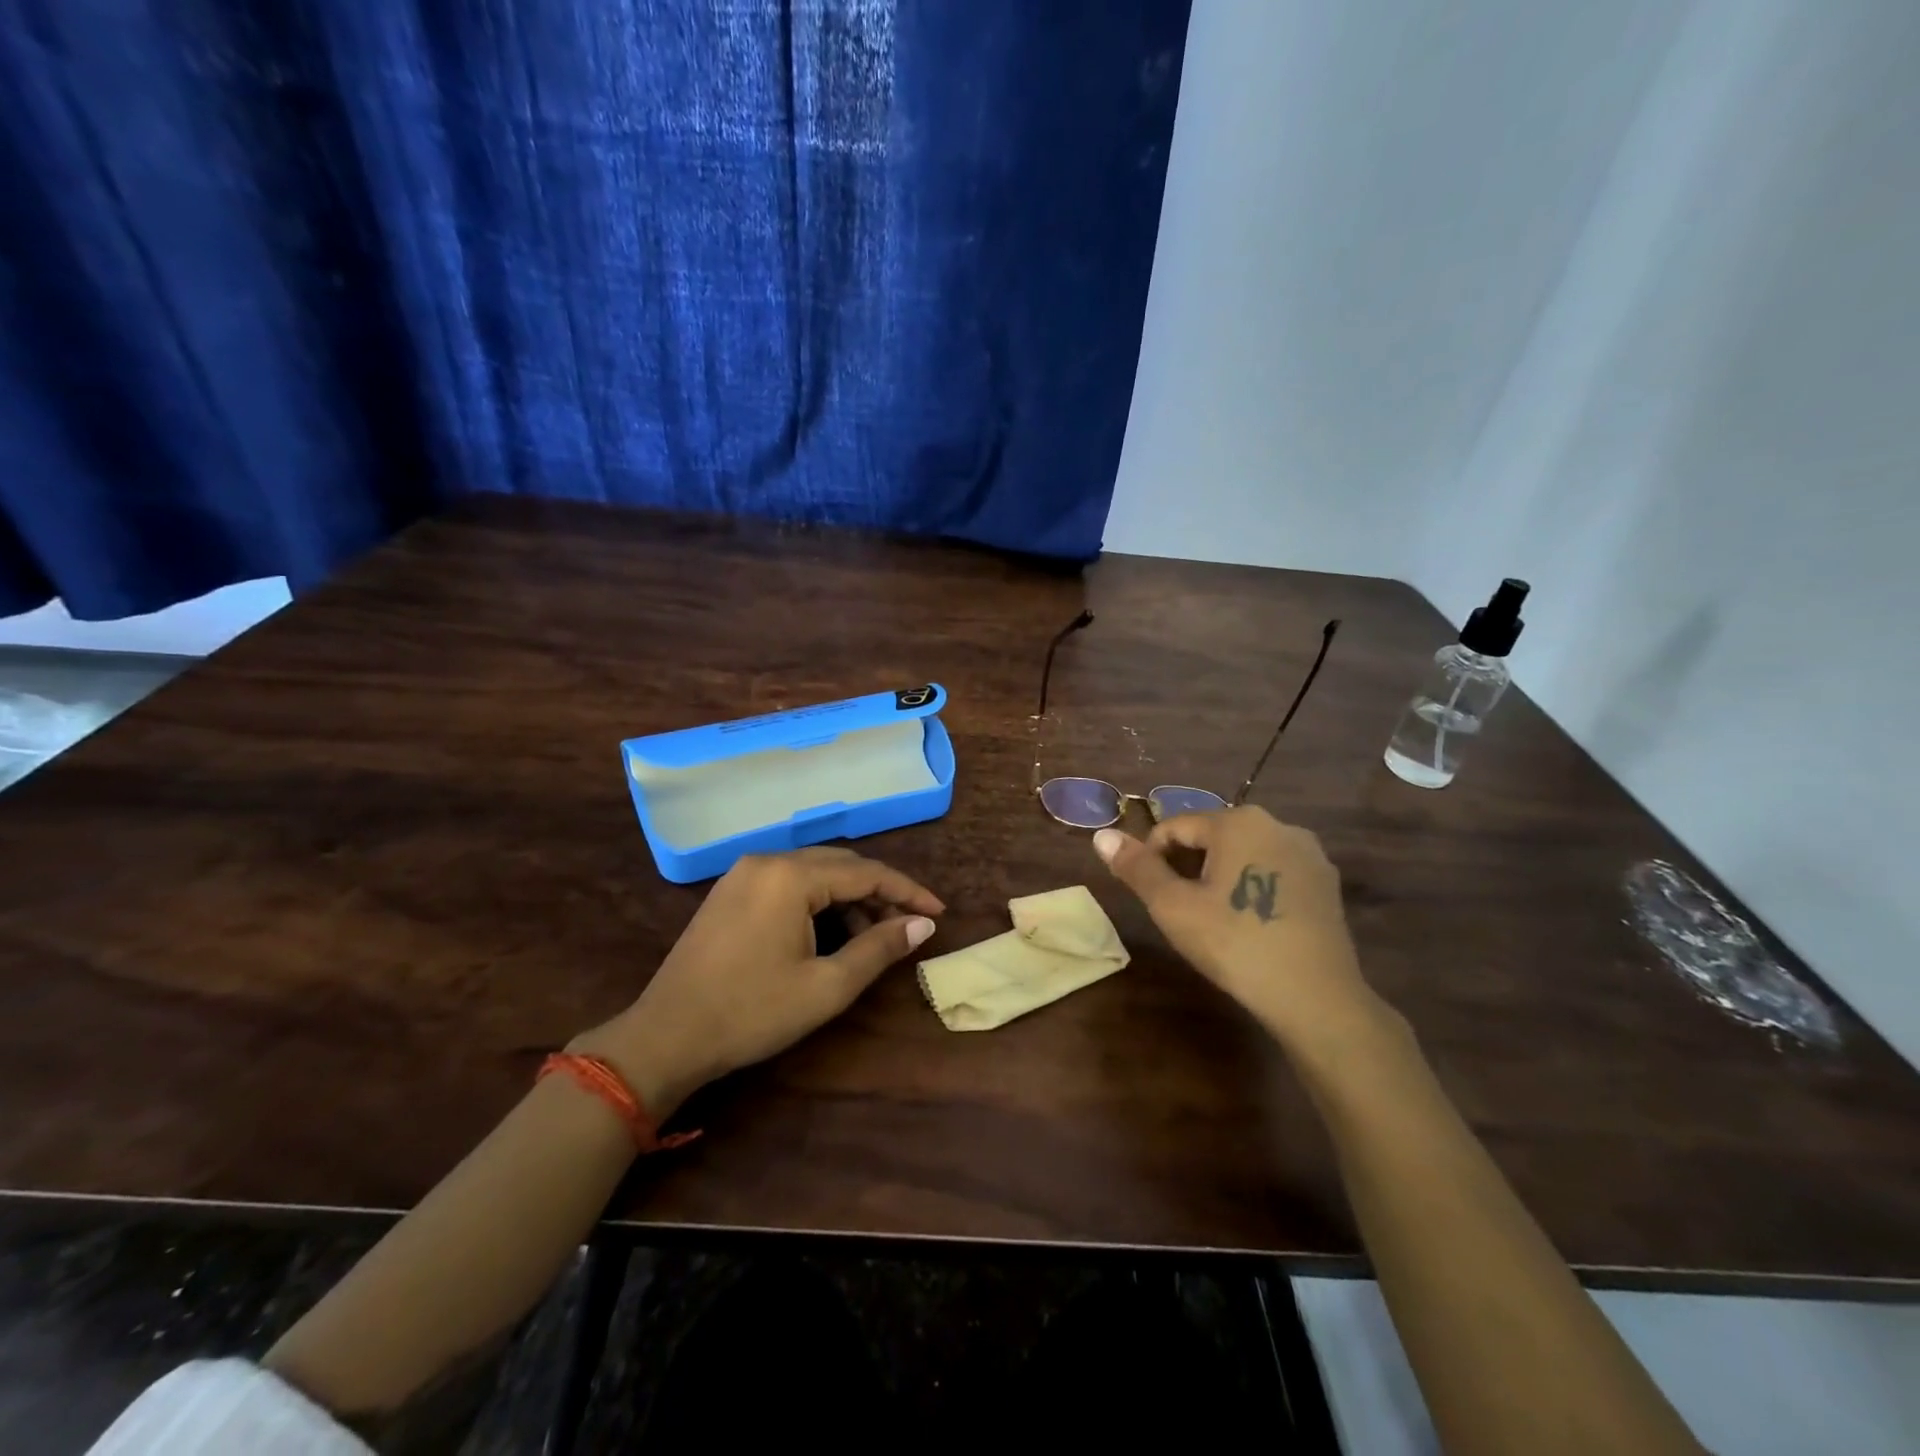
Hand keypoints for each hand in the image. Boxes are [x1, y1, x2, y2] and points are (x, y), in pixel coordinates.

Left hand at [572, 848, 942, 1121]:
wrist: (665, 1037)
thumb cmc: (751, 1013)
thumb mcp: (826, 987)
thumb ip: (879, 948)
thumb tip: (921, 925)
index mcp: (791, 876)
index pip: (866, 872)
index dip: (907, 891)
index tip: (938, 912)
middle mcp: (767, 861)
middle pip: (840, 865)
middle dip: (880, 891)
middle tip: (910, 923)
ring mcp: (743, 873)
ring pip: (814, 872)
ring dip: (849, 897)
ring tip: (873, 936)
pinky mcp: (730, 892)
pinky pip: (789, 883)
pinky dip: (819, 901)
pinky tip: (831, 932)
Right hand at [1092, 807, 1390, 1052]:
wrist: (1316, 998)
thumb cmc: (1235, 944)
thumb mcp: (1173, 907)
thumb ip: (1137, 868)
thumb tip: (1101, 835)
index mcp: (1238, 821)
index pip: (1175, 827)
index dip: (1152, 857)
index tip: (1150, 895)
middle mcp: (1277, 824)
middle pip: (1212, 836)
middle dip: (1187, 866)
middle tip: (1179, 910)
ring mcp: (1308, 853)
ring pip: (1244, 853)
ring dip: (1219, 876)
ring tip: (1212, 919)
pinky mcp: (1326, 882)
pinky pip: (1274, 871)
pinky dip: (1252, 887)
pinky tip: (1250, 924)